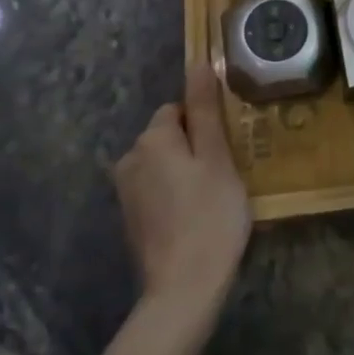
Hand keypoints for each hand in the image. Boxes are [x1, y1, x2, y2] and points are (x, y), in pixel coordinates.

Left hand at [114, 64, 252, 324]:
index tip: (227, 146)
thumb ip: (206, 109)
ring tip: (214, 198)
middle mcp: (130, 159)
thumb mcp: (217, 158)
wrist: (182, 291)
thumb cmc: (209, 216)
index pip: (178, 109)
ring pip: (164, 164)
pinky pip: (157, 190)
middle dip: (195, 147)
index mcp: (151, 139)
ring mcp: (126, 193)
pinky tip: (196, 218)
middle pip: (169, 136)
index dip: (205, 124)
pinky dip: (175, 196)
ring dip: (185, 172)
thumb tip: (197, 63)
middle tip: (226, 173)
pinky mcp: (130, 220)